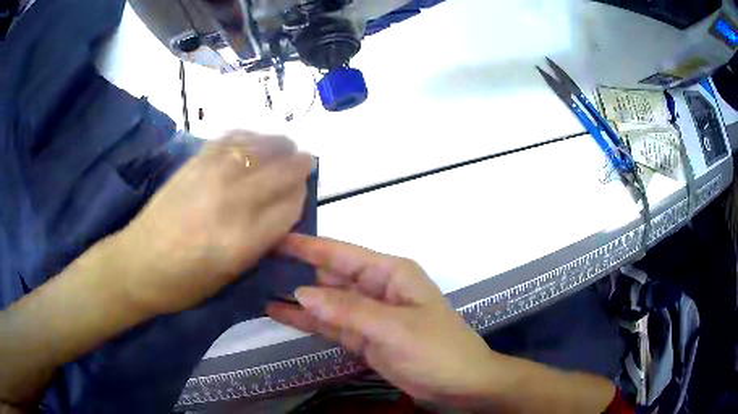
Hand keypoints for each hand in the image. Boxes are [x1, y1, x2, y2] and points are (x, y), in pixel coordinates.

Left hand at [115, 131, 311, 314]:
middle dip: (300, 165)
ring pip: (261, 147)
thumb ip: (261, 242)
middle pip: (283, 171)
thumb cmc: (186, 282)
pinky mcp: (195, 161)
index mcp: (244, 240)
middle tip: (304, 163)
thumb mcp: (231, 276)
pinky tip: (252, 141)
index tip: (301, 195)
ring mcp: (212, 175)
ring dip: (279, 145)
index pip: (292, 205)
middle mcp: (233, 201)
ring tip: (283, 147)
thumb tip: (281, 210)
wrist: (139, 263)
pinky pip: (232, 138)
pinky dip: (250, 136)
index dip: (301, 196)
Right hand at [266, 235, 500, 406]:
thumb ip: (348, 310)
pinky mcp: (363, 337)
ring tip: (260, 285)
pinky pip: (330, 325)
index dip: (308, 246)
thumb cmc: (437, 349)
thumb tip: (301, 292)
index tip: (275, 239)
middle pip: (330, 276)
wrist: (459, 384)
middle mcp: (376, 288)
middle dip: (297, 270)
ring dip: (297, 297)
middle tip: (258, 264)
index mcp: (390, 273)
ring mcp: (368, 315)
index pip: (341, 254)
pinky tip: (279, 313)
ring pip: (327, 301)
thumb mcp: (395, 328)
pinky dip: (306, 320)